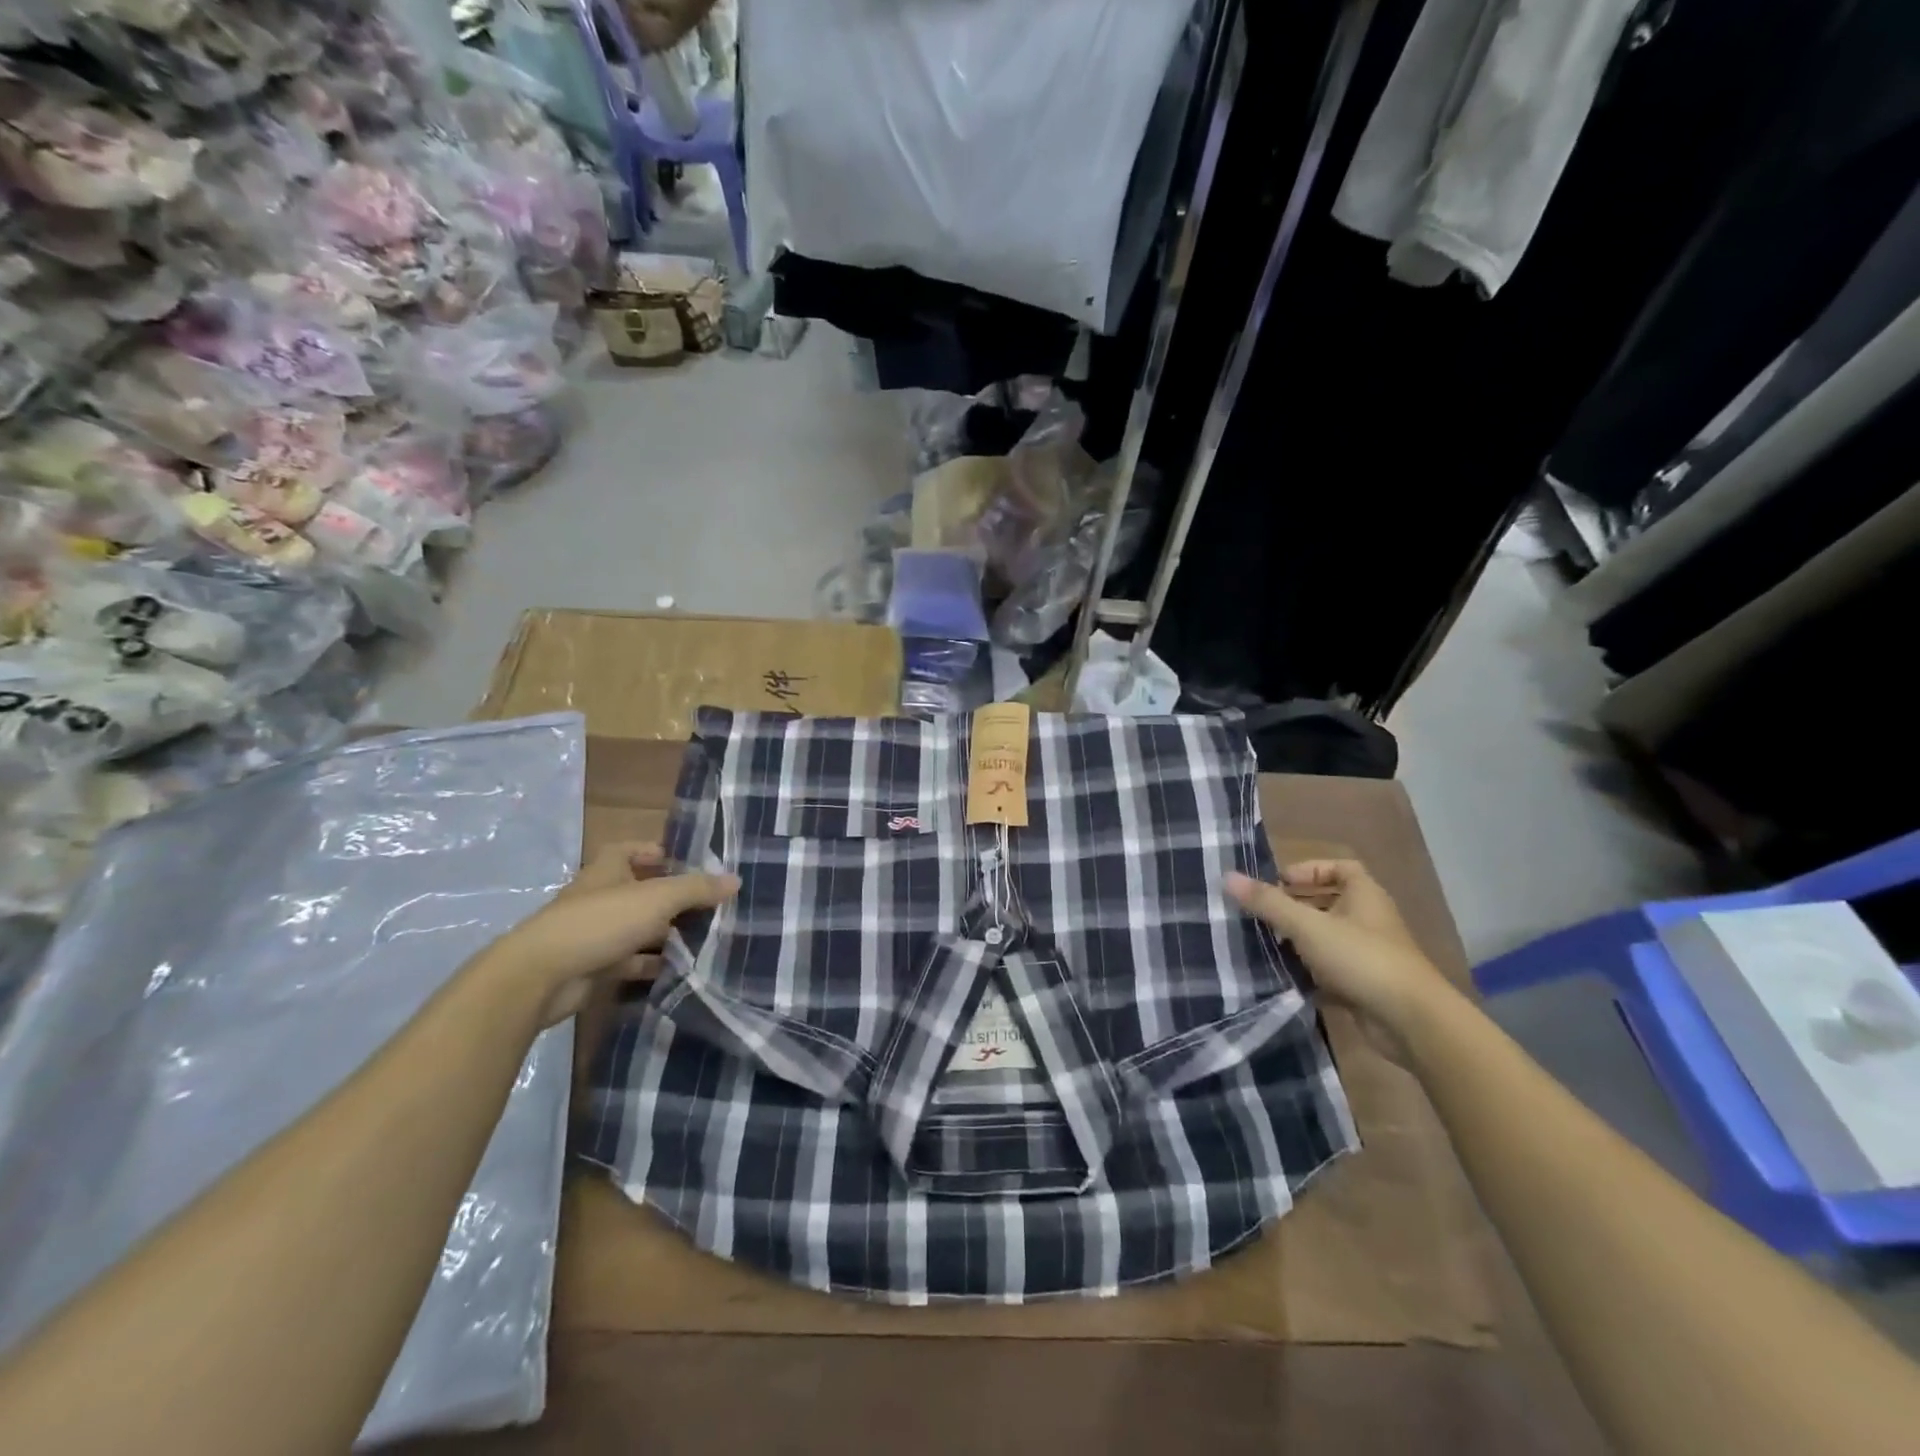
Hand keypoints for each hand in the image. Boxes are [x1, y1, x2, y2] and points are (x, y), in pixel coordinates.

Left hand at [489, 841, 738, 1024]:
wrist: (540, 977)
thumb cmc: (600, 922)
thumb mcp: (657, 898)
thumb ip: (697, 889)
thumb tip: (736, 880)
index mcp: (608, 869)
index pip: (630, 850)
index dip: (656, 852)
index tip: (687, 863)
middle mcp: (600, 896)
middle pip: (640, 890)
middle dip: (672, 897)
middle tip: (710, 904)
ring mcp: (595, 933)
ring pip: (638, 928)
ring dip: (665, 933)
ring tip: (705, 937)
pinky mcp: (593, 966)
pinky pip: (630, 961)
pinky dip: (652, 964)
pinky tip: (680, 969)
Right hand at [1224, 860, 1457, 1041]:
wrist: (1411, 1022)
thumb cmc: (1361, 958)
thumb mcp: (1308, 926)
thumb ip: (1268, 903)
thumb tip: (1228, 876)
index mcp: (1364, 895)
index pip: (1339, 868)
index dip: (1309, 870)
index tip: (1279, 883)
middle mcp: (1368, 919)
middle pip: (1329, 902)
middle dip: (1295, 906)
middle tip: (1262, 914)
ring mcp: (1368, 954)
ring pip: (1327, 937)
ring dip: (1298, 940)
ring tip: (1265, 943)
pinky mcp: (1364, 985)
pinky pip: (1330, 969)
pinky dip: (1308, 971)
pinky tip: (1283, 976)